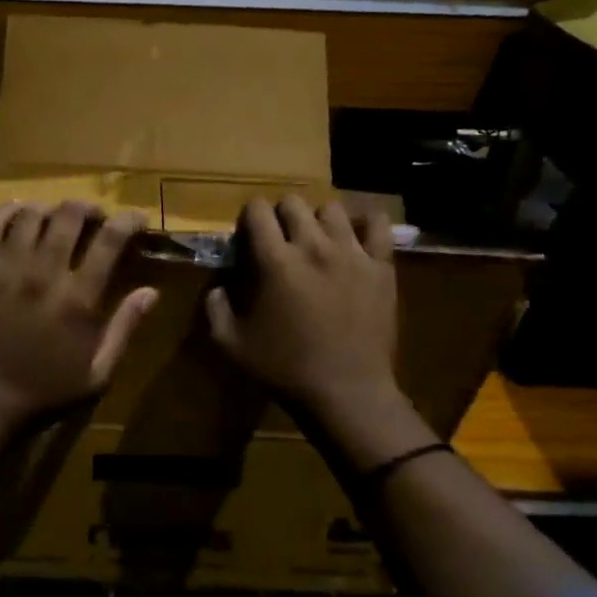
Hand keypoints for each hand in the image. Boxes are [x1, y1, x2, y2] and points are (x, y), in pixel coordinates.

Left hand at [0, 202, 159, 426]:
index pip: (110, 240)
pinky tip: (20, 214)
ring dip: (51, 209)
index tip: (136, 218)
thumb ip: (125, 327)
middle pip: (69, 215)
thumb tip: (152, 292)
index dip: (128, 220)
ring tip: (56, 217)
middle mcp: (43, 272)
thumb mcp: (98, 372)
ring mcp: (6, 267)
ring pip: (31, 214)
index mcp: (78, 298)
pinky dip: (9, 212)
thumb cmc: (47, 388)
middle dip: (88, 208)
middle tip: (94, 217)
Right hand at [205, 196, 402, 421]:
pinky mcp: (381, 266)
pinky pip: (378, 224)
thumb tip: (217, 288)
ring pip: (332, 208)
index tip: (249, 235)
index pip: (257, 211)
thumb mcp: (231, 345)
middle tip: (280, 239)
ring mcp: (351, 253)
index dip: (249, 217)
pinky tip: (356, 235)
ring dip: (318, 218)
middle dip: (281, 214)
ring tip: (317, 239)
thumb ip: (215, 309)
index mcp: (275, 261)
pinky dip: (365, 222)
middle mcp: (313, 246)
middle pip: (294, 203)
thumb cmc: (285, 370)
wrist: (347, 393)